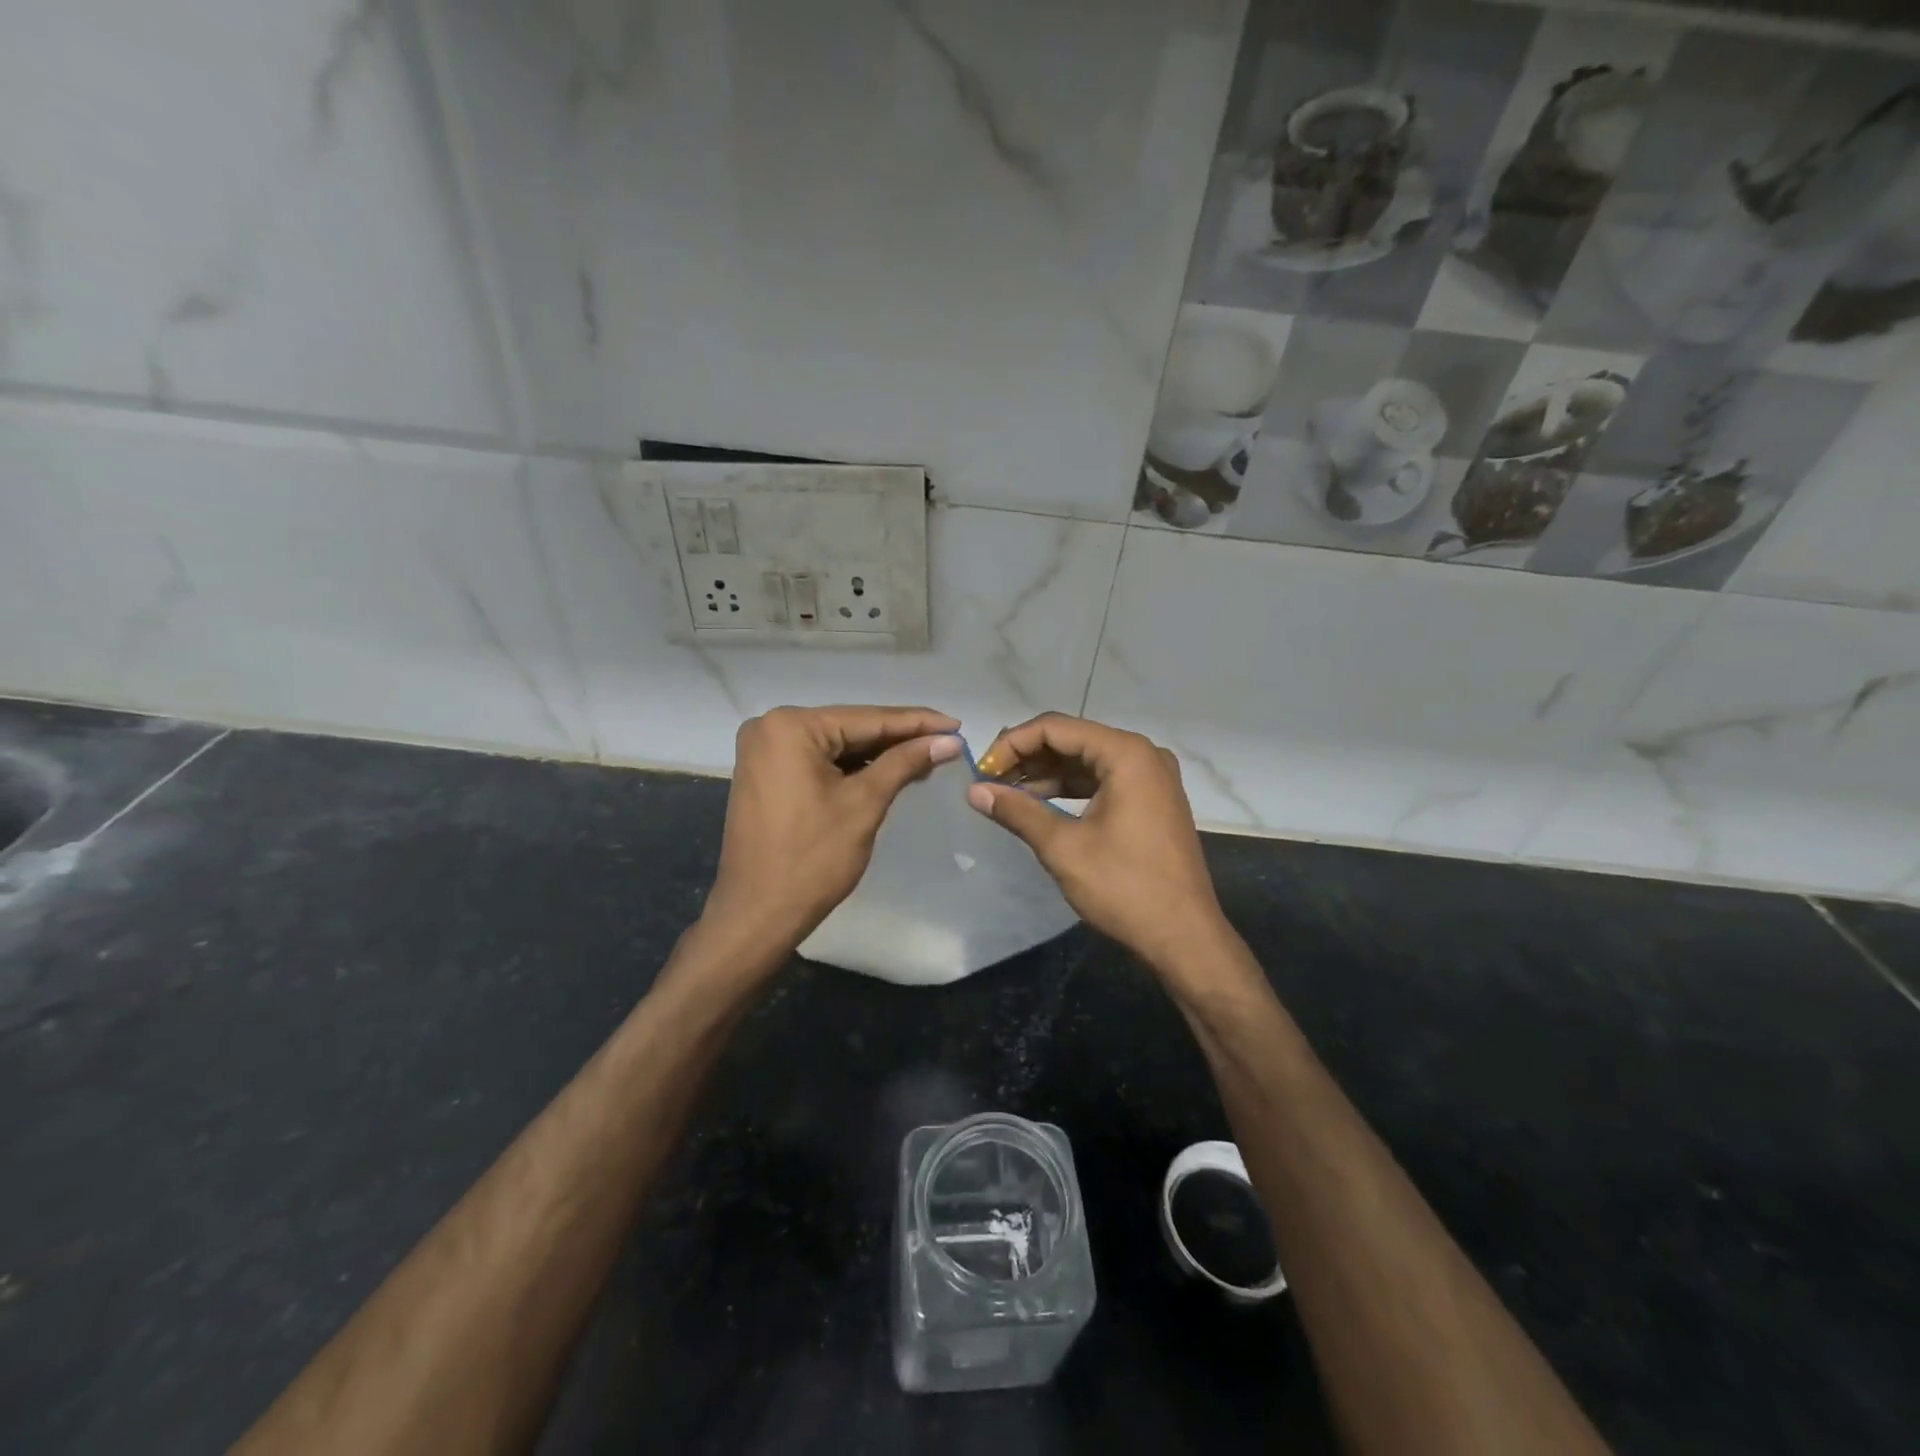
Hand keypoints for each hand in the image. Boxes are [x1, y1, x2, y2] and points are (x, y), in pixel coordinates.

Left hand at [705, 705, 961, 954]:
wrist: (758, 913)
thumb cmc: (813, 858)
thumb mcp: (865, 803)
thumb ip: (905, 763)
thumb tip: (949, 740)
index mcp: (791, 726)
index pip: (868, 718)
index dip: (917, 722)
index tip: (957, 724)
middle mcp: (771, 727)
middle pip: (850, 728)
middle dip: (899, 738)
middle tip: (947, 741)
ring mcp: (763, 750)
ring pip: (836, 745)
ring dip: (878, 754)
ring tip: (927, 757)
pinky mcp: (764, 773)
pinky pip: (818, 760)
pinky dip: (851, 767)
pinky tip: (888, 771)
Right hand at [968, 713, 1227, 973]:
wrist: (1184, 937)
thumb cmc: (1124, 888)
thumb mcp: (1063, 847)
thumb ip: (1018, 811)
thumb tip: (975, 791)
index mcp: (1126, 754)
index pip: (1055, 728)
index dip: (1011, 744)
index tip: (982, 772)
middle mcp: (1142, 754)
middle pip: (1071, 739)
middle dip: (1027, 757)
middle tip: (989, 783)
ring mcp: (1151, 777)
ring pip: (1086, 761)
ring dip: (1046, 774)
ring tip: (1006, 795)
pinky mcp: (1152, 800)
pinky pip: (1102, 780)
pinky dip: (1069, 789)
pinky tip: (1039, 805)